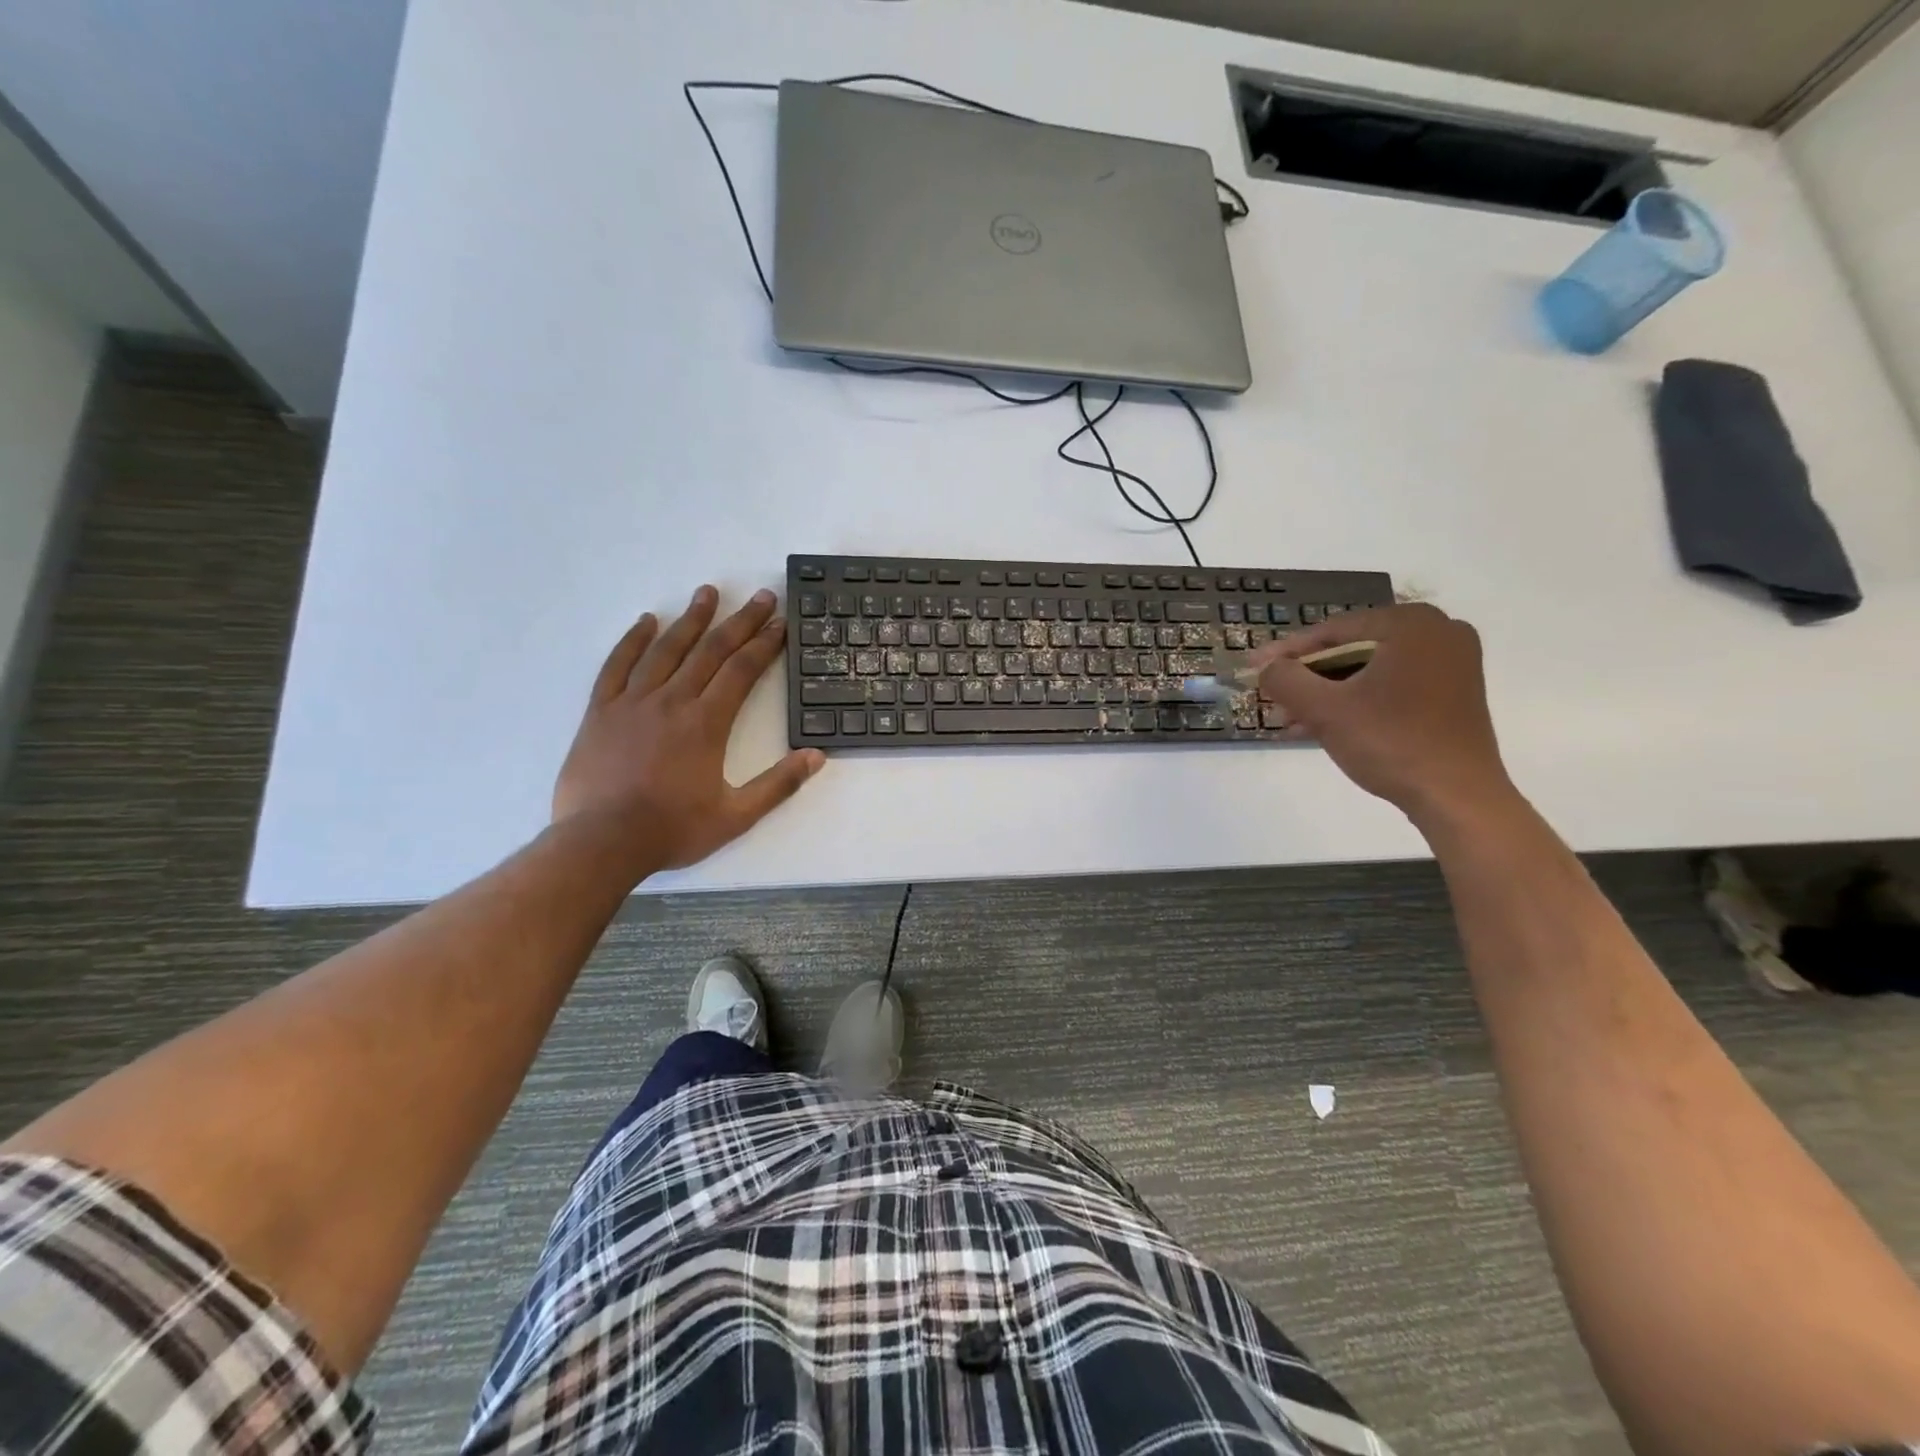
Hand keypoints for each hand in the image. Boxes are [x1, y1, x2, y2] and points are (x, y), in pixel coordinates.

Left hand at [553, 585, 824, 870]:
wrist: (601, 842)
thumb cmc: (672, 830)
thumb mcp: (736, 816)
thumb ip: (778, 784)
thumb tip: (816, 757)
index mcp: (707, 723)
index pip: (742, 670)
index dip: (764, 643)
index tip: (780, 622)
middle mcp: (672, 701)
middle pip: (711, 651)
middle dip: (740, 621)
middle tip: (761, 597)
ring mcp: (633, 702)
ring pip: (666, 649)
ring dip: (691, 619)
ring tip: (708, 592)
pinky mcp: (601, 711)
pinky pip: (617, 665)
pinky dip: (633, 641)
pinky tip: (646, 621)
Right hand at [1252, 604, 1515, 828]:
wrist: (1457, 797)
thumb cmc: (1390, 742)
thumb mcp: (1324, 709)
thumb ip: (1284, 679)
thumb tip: (1267, 668)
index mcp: (1411, 624)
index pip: (1332, 631)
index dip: (1287, 652)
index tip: (1253, 667)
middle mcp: (1438, 631)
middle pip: (1351, 649)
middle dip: (1308, 677)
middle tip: (1272, 697)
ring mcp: (1451, 662)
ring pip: (1369, 670)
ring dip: (1328, 693)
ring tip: (1292, 720)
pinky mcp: (1454, 692)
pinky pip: (1392, 685)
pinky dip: (1358, 701)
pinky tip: (1324, 726)